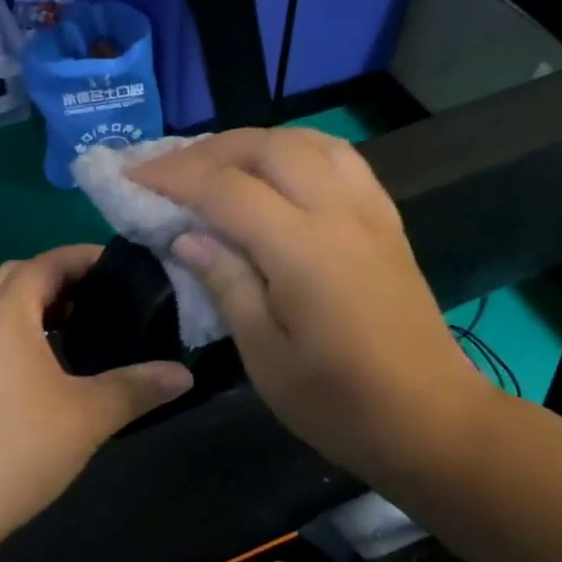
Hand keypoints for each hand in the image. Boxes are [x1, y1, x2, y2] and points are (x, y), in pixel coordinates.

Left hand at [0, 246, 193, 548]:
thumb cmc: (19, 447)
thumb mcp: (89, 415)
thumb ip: (138, 387)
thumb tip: (184, 374)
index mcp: (4, 315)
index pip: (43, 264)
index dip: (80, 258)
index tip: (115, 265)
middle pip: (12, 278)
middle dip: (54, 279)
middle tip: (95, 297)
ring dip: (30, 307)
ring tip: (73, 329)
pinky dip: (12, 334)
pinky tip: (39, 370)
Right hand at [132, 128, 491, 486]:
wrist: (430, 420)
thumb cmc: (338, 403)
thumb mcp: (266, 356)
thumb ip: (226, 284)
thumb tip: (187, 236)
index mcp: (304, 250)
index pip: (227, 189)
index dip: (174, 177)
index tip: (132, 177)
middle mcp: (340, 214)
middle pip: (268, 147)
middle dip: (209, 150)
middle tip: (167, 171)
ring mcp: (370, 213)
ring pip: (308, 141)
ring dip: (254, 143)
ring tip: (216, 164)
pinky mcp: (387, 223)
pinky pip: (341, 160)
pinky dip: (297, 150)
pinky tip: (278, 172)